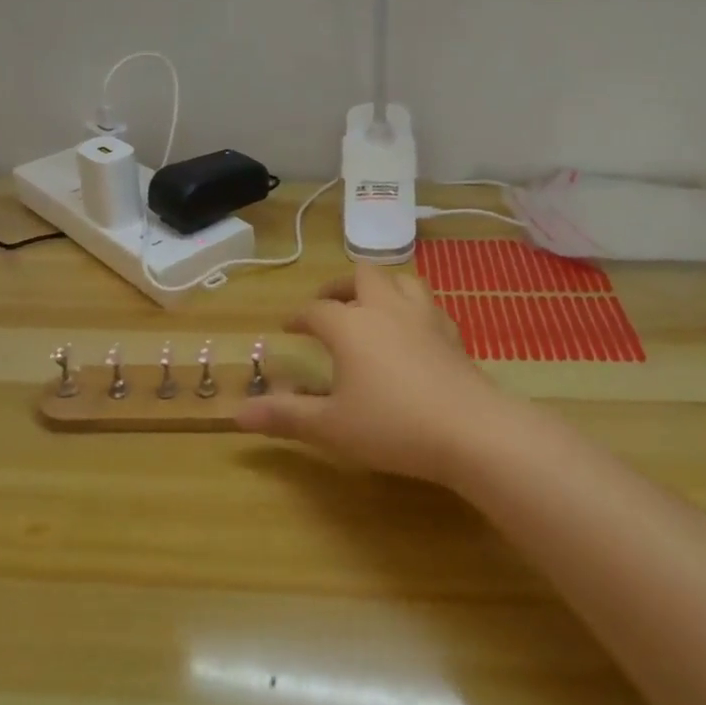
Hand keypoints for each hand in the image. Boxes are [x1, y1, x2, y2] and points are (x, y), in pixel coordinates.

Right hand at [235, 264, 510, 484]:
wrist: (469, 428)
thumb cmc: (392, 425)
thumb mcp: (330, 426)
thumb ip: (285, 415)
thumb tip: (236, 414)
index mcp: (350, 325)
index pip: (316, 310)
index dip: (299, 316)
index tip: (288, 326)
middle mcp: (385, 309)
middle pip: (360, 276)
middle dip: (339, 285)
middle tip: (327, 303)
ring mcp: (423, 316)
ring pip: (399, 280)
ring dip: (379, 286)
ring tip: (369, 304)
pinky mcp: (451, 332)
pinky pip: (427, 304)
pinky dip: (410, 307)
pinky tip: (411, 328)